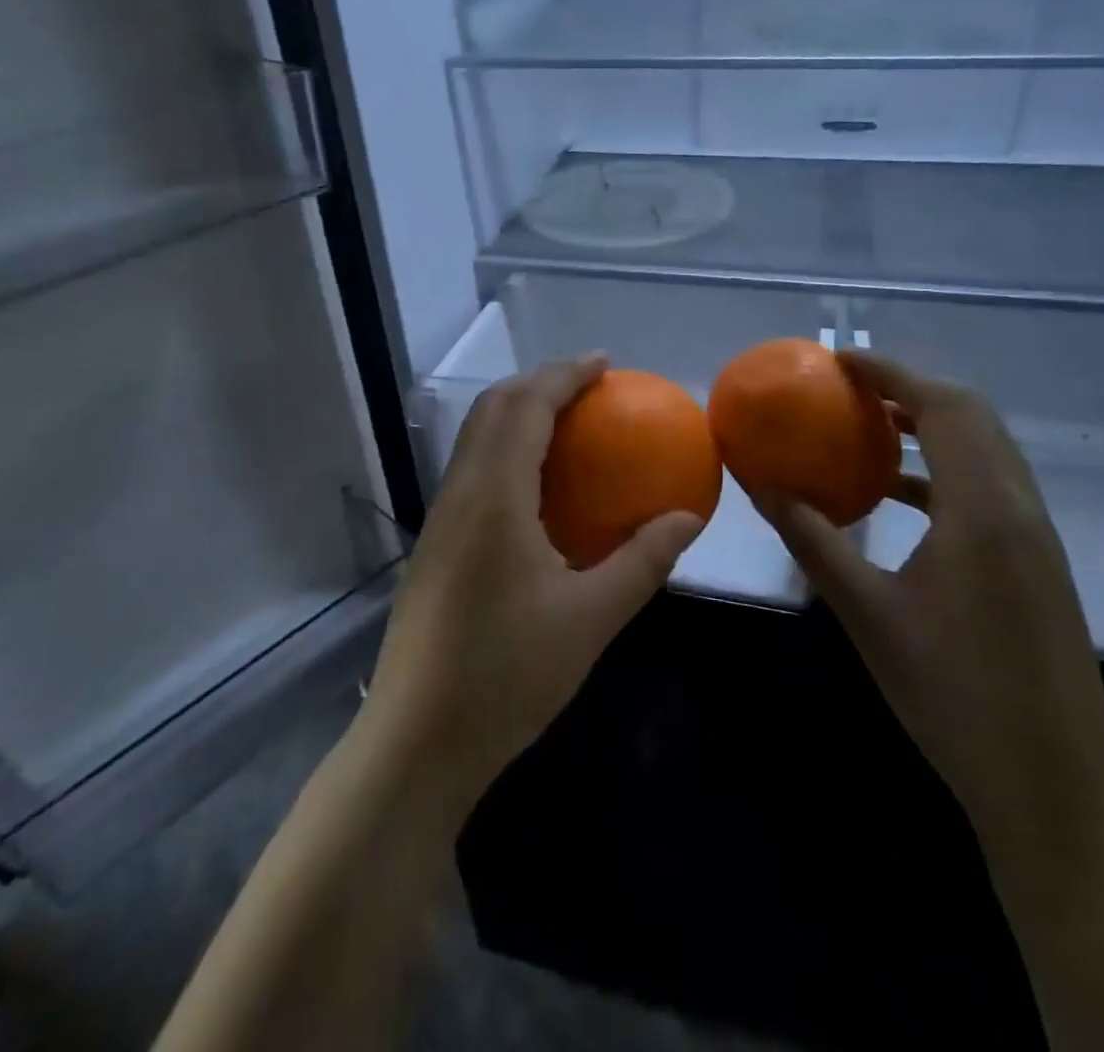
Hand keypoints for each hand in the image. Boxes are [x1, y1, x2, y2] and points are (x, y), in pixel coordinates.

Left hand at [363, 355, 703, 810]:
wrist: (415, 740)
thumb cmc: (507, 675)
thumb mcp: (591, 617)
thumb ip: (643, 560)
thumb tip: (687, 517)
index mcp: (494, 496)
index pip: (526, 407)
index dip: (564, 375)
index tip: (603, 363)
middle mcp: (459, 493)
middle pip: (492, 408)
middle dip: (539, 382)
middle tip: (589, 386)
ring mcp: (439, 519)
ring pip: (475, 437)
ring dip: (517, 413)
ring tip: (566, 422)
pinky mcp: (434, 545)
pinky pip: (471, 470)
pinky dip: (505, 449)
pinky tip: (537, 486)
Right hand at [757, 352, 1103, 855]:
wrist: (1053, 788)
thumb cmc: (952, 696)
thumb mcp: (867, 613)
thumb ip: (813, 540)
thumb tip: (761, 487)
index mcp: (984, 512)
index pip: (945, 408)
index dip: (892, 374)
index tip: (841, 361)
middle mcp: (1020, 509)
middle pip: (973, 417)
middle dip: (911, 390)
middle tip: (851, 388)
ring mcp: (1036, 537)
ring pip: (987, 450)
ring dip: (932, 427)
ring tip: (869, 429)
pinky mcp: (1037, 563)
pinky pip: (989, 487)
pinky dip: (945, 471)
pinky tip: (899, 498)